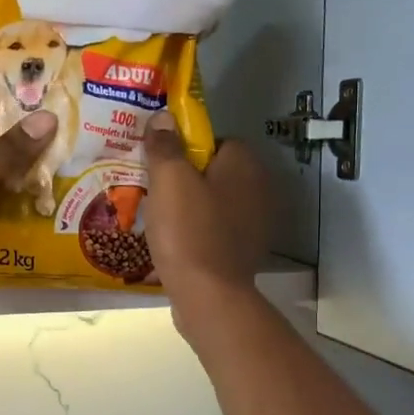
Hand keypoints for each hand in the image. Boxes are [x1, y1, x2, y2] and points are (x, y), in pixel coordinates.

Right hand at [143, 113, 272, 340]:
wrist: (208, 297)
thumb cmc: (189, 231)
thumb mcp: (169, 181)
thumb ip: (166, 146)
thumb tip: (164, 117)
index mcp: (246, 165)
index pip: (216, 140)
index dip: (186, 148)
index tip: (161, 164)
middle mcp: (259, 189)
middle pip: (215, 172)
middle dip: (186, 179)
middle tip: (154, 190)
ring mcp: (255, 224)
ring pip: (214, 202)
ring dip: (190, 207)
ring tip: (159, 218)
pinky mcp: (245, 252)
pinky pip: (215, 230)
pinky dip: (197, 232)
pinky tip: (174, 243)